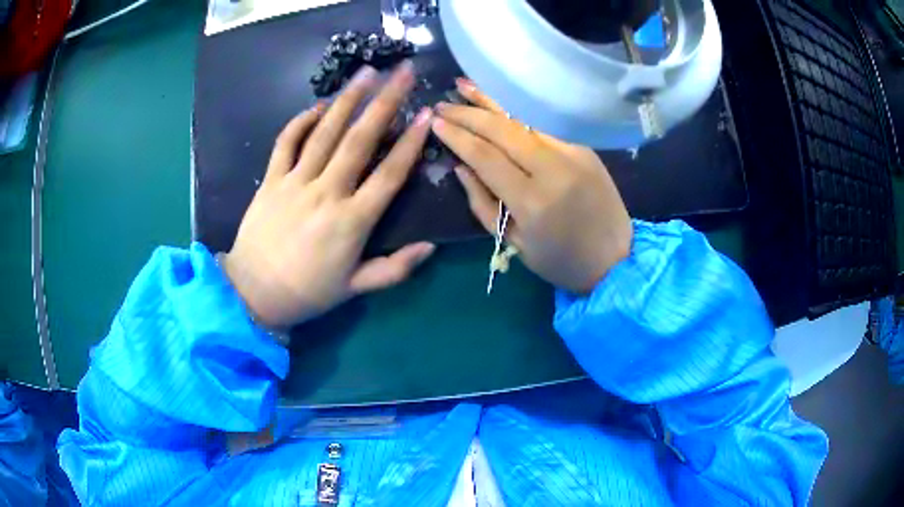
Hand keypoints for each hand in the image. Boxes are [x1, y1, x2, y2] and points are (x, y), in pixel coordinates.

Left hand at [223, 62, 435, 328]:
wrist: (253, 293)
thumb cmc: (308, 292)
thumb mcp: (355, 288)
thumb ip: (395, 269)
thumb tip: (431, 247)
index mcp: (352, 221)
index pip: (389, 174)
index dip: (410, 142)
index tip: (428, 113)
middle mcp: (326, 193)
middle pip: (359, 140)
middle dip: (384, 102)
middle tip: (403, 73)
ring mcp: (295, 183)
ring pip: (324, 132)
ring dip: (347, 100)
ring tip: (366, 73)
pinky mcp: (271, 180)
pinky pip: (286, 142)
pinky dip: (301, 121)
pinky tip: (318, 106)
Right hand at [433, 79, 632, 294]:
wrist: (616, 258)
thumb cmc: (561, 260)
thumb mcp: (514, 243)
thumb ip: (483, 203)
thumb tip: (460, 167)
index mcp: (531, 201)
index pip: (485, 156)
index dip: (457, 136)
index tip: (436, 122)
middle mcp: (553, 169)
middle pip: (502, 129)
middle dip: (468, 113)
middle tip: (443, 104)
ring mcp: (573, 153)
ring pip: (525, 118)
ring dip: (492, 99)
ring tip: (465, 85)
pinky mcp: (585, 148)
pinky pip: (545, 123)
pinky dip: (520, 109)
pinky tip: (501, 99)